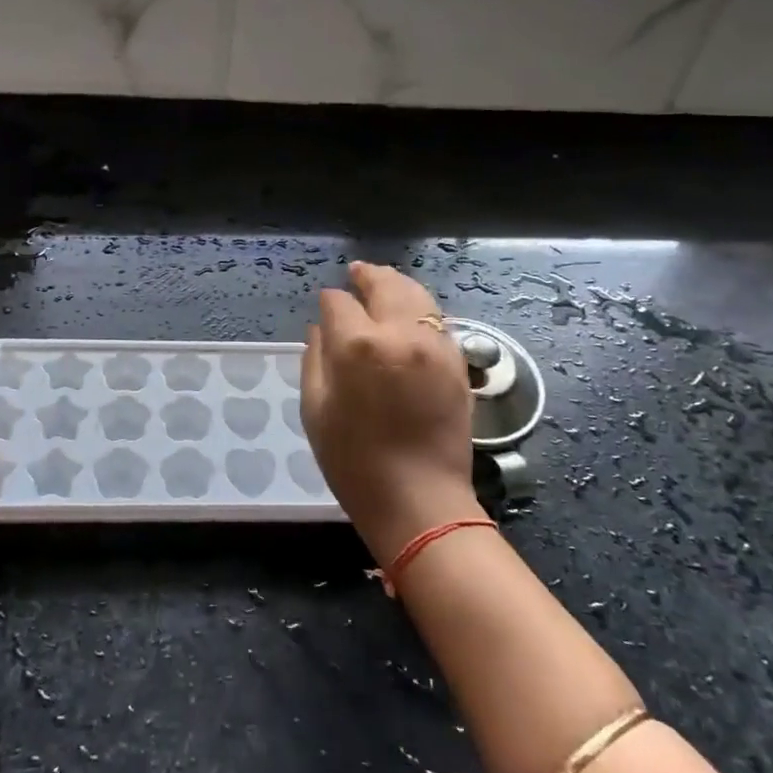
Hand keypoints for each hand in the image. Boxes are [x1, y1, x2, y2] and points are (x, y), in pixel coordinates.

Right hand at [302, 262, 480, 565]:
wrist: (418, 500)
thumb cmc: (354, 461)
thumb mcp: (315, 409)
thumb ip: (315, 358)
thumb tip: (322, 326)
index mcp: (358, 345)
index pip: (339, 302)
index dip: (329, 301)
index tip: (326, 307)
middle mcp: (400, 333)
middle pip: (384, 284)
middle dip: (367, 276)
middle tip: (356, 272)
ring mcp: (435, 345)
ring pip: (416, 295)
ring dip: (396, 285)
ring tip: (383, 283)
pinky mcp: (457, 362)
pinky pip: (437, 320)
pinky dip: (420, 310)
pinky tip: (410, 316)